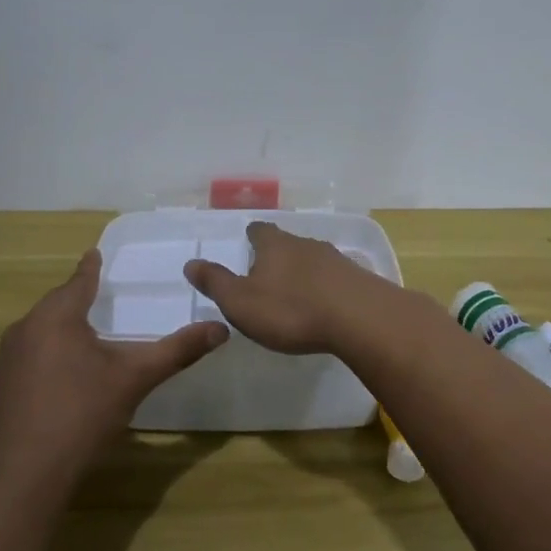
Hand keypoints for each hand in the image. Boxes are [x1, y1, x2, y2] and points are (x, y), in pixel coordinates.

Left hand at [0, 249, 226, 491]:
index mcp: (56, 318)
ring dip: (56, 334)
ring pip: (35, 336)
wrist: (22, 477)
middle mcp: (22, 331)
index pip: (78, 282)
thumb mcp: (135, 380)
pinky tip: (54, 386)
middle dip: (74, 302)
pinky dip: (40, 363)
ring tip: (79, 343)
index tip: (94, 254)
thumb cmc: (82, 416)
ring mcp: (2, 363)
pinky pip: (21, 363)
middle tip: (96, 301)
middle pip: (54, 307)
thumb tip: (221, 329)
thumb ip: (177, 351)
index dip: (90, 269)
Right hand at [183, 221, 391, 354]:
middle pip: (288, 243)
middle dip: (278, 256)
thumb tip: (191, 263)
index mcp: (274, 245)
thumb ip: (216, 283)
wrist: (360, 318)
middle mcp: (305, 244)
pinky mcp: (358, 279)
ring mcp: (336, 259)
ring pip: (313, 259)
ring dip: (304, 272)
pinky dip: (326, 288)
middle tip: (267, 274)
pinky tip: (325, 305)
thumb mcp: (241, 302)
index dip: (252, 236)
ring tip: (295, 292)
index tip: (248, 241)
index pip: (259, 231)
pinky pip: (335, 278)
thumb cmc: (291, 310)